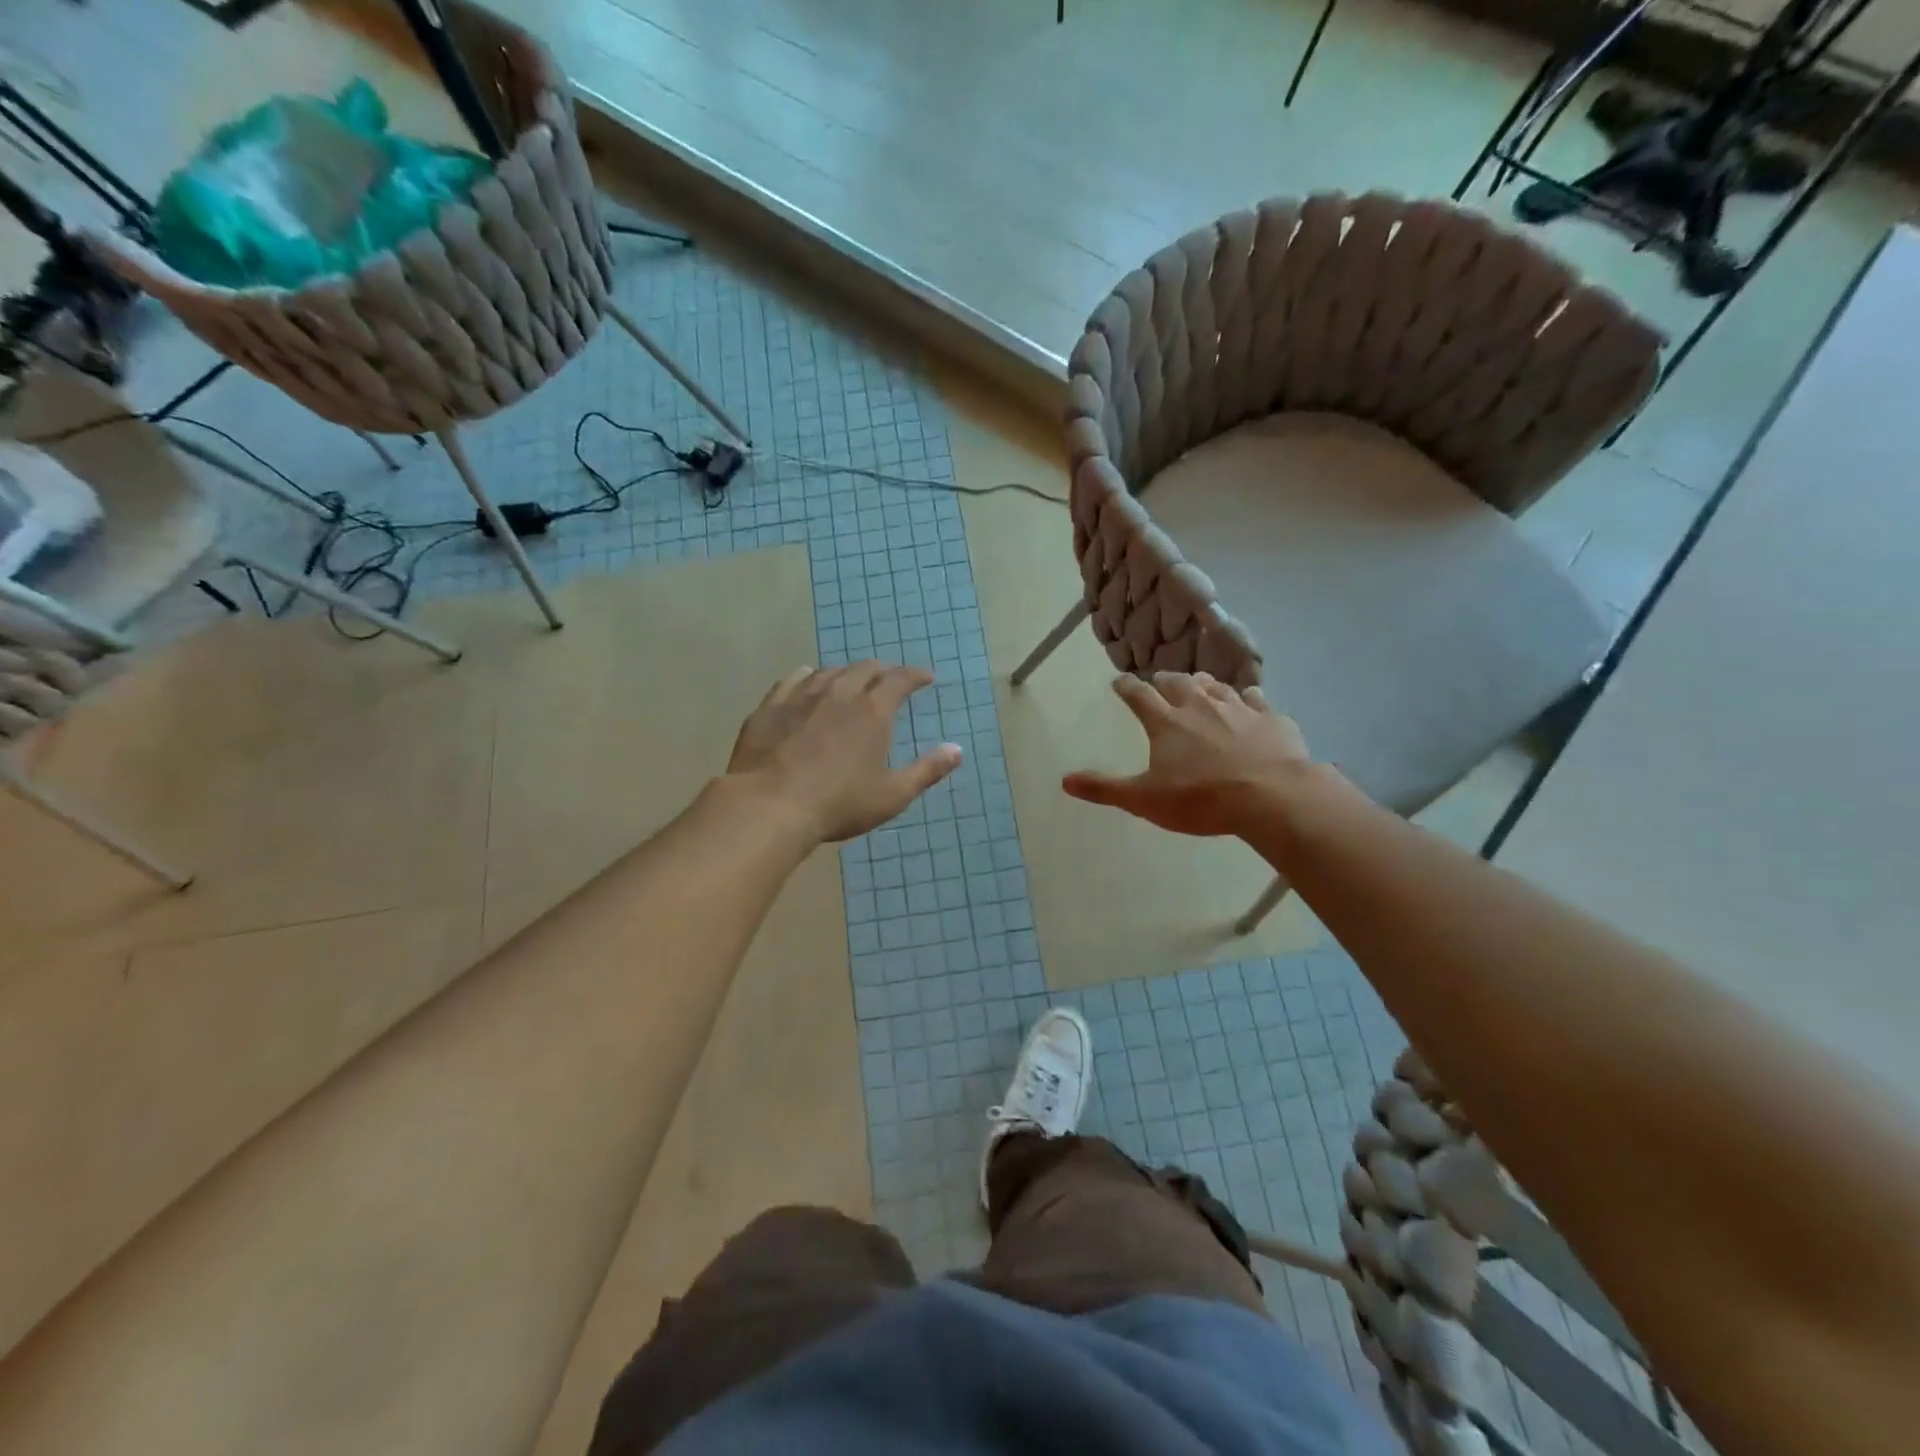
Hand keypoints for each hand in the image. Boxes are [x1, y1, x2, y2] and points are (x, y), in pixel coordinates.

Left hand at [728, 661, 961, 842]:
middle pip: (865, 668)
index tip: (926, 677)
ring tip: (851, 682)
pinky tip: (806, 680)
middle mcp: (839, 693)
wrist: (770, 806)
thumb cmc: (839, 804)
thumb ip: (927, 771)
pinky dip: (808, 676)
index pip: (900, 679)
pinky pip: (793, 680)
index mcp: (873, 711)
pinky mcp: (770, 706)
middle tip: (889, 680)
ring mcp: (801, 696)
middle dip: (882, 670)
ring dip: (846, 673)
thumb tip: (957, 750)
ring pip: (829, 671)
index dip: (916, 675)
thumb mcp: (892, 795)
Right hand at [1063, 672, 1311, 836]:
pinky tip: (1249, 701)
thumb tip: (1065, 780)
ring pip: (1216, 686)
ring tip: (1199, 685)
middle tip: (1158, 682)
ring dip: (1203, 684)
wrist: (1272, 797)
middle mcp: (1199, 704)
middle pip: (1177, 682)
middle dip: (1163, 680)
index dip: (1125, 687)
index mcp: (1166, 721)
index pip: (1138, 694)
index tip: (1118, 682)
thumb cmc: (1202, 799)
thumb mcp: (1145, 800)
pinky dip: (1247, 698)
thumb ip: (1105, 788)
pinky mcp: (1271, 718)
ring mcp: (1238, 708)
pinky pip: (1255, 699)